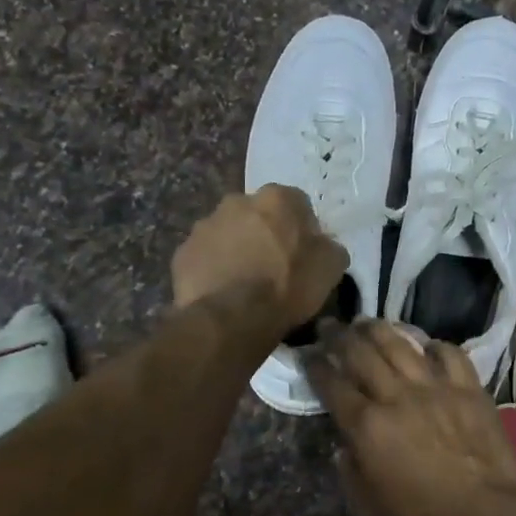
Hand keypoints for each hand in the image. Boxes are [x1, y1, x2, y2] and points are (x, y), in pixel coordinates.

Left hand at [172, 186, 348, 334]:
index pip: (297, 204)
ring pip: (227, 233)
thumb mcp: (331, 267)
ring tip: (245, 283)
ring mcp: (205, 225)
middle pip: (257, 215)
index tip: (304, 254)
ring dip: (237, 249)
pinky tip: (224, 292)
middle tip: (273, 267)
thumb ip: (329, 247)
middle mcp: (238, 201)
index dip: (302, 229)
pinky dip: (214, 269)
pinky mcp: (183, 252)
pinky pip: (205, 257)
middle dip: (265, 234)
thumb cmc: (288, 285)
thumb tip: (323, 245)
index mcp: (277, 198)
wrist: (233, 317)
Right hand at [307, 320, 515, 515]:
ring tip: (366, 322)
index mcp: (366, 424)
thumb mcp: (368, 506)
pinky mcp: (469, 388)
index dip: (315, 364)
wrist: (484, 513)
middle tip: (330, 325)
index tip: (307, 352)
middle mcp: (396, 395)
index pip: (332, 384)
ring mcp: (435, 387)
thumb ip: (350, 470)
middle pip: (361, 353)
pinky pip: (450, 354)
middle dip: (339, 336)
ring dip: (379, 329)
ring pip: (401, 344)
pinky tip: (427, 346)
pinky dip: (436, 346)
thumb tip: (345, 445)